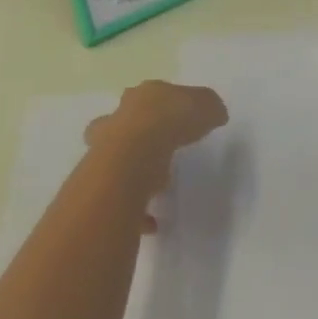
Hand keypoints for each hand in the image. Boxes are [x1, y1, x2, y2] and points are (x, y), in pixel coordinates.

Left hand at [84, 81, 228, 230]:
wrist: (133, 156)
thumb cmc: (170, 121)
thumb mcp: (206, 105)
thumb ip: (210, 108)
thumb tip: (216, 114)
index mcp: (143, 97)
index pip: (152, 96)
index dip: (165, 106)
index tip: (179, 119)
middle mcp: (119, 119)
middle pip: (124, 123)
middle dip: (137, 133)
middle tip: (158, 149)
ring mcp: (105, 151)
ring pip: (115, 158)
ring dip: (132, 171)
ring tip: (156, 187)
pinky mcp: (102, 184)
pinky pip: (120, 199)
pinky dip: (135, 212)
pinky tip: (153, 222)